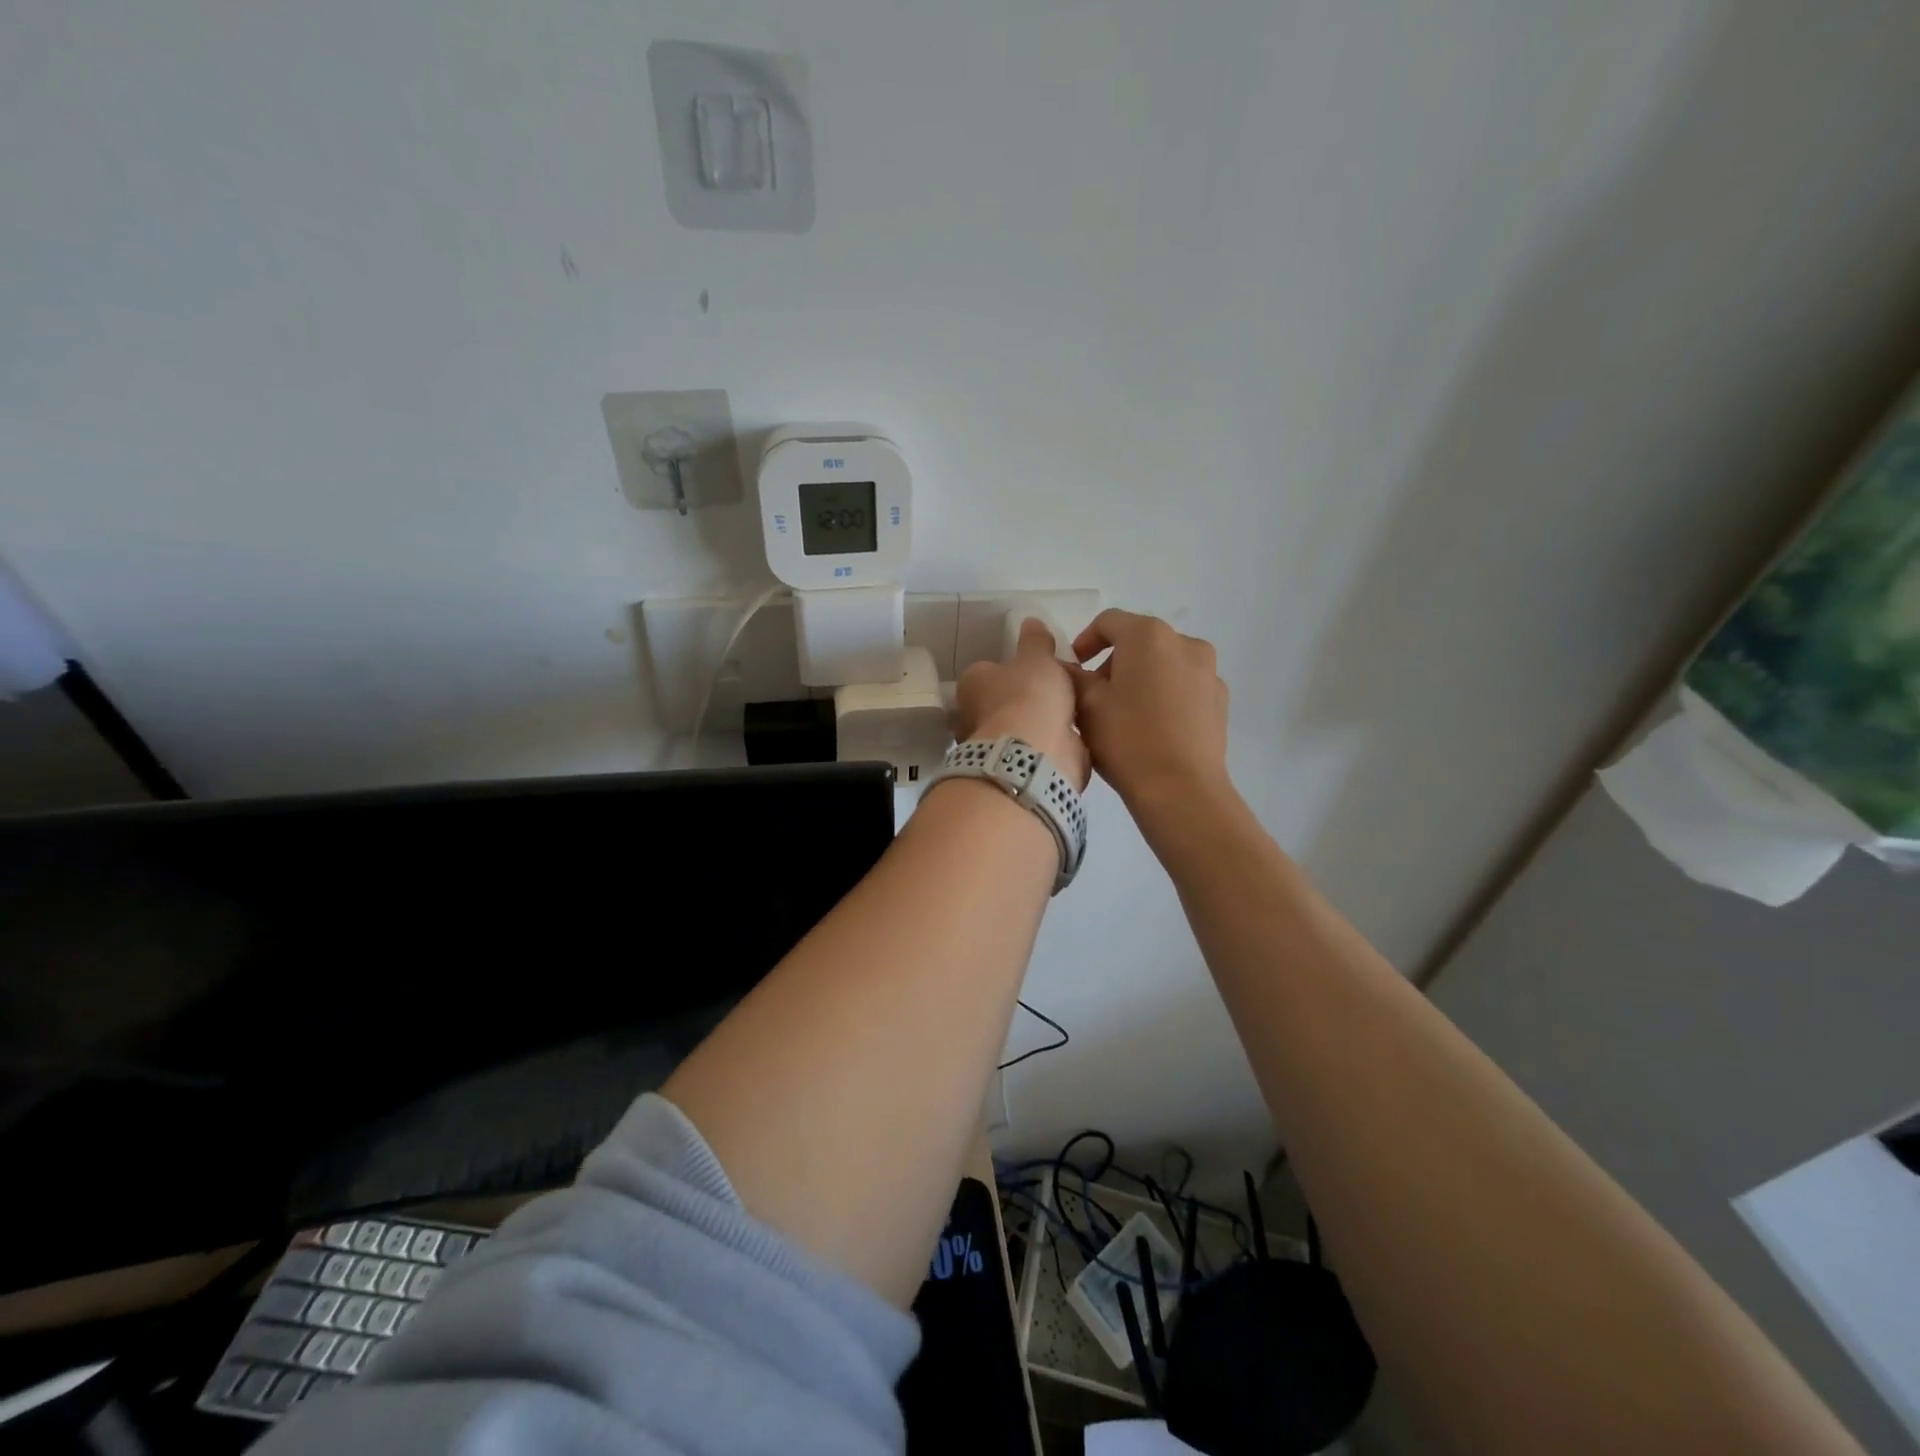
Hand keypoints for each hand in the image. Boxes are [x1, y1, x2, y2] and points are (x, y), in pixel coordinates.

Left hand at [952, 619, 1089, 789]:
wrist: (1036, 753)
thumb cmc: (1029, 696)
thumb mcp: (1038, 659)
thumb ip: (1036, 642)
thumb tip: (1030, 621)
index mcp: (972, 684)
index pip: (987, 672)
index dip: (1010, 670)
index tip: (1035, 671)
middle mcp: (974, 716)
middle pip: (1001, 702)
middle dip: (1024, 700)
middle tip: (1056, 692)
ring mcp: (993, 746)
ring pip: (1018, 729)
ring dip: (1038, 725)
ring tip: (1070, 715)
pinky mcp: (1014, 769)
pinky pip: (1033, 751)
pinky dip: (1049, 746)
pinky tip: (1071, 739)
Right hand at [1070, 609, 1230, 817]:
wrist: (1181, 790)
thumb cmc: (1127, 739)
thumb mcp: (1086, 705)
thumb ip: (1071, 676)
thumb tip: (1064, 666)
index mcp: (1149, 636)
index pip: (1108, 621)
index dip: (1085, 641)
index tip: (1073, 667)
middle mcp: (1185, 643)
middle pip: (1139, 642)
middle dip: (1113, 662)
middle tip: (1094, 696)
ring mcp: (1208, 672)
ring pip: (1164, 665)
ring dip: (1141, 679)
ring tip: (1124, 715)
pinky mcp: (1220, 701)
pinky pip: (1184, 687)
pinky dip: (1164, 696)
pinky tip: (1152, 729)